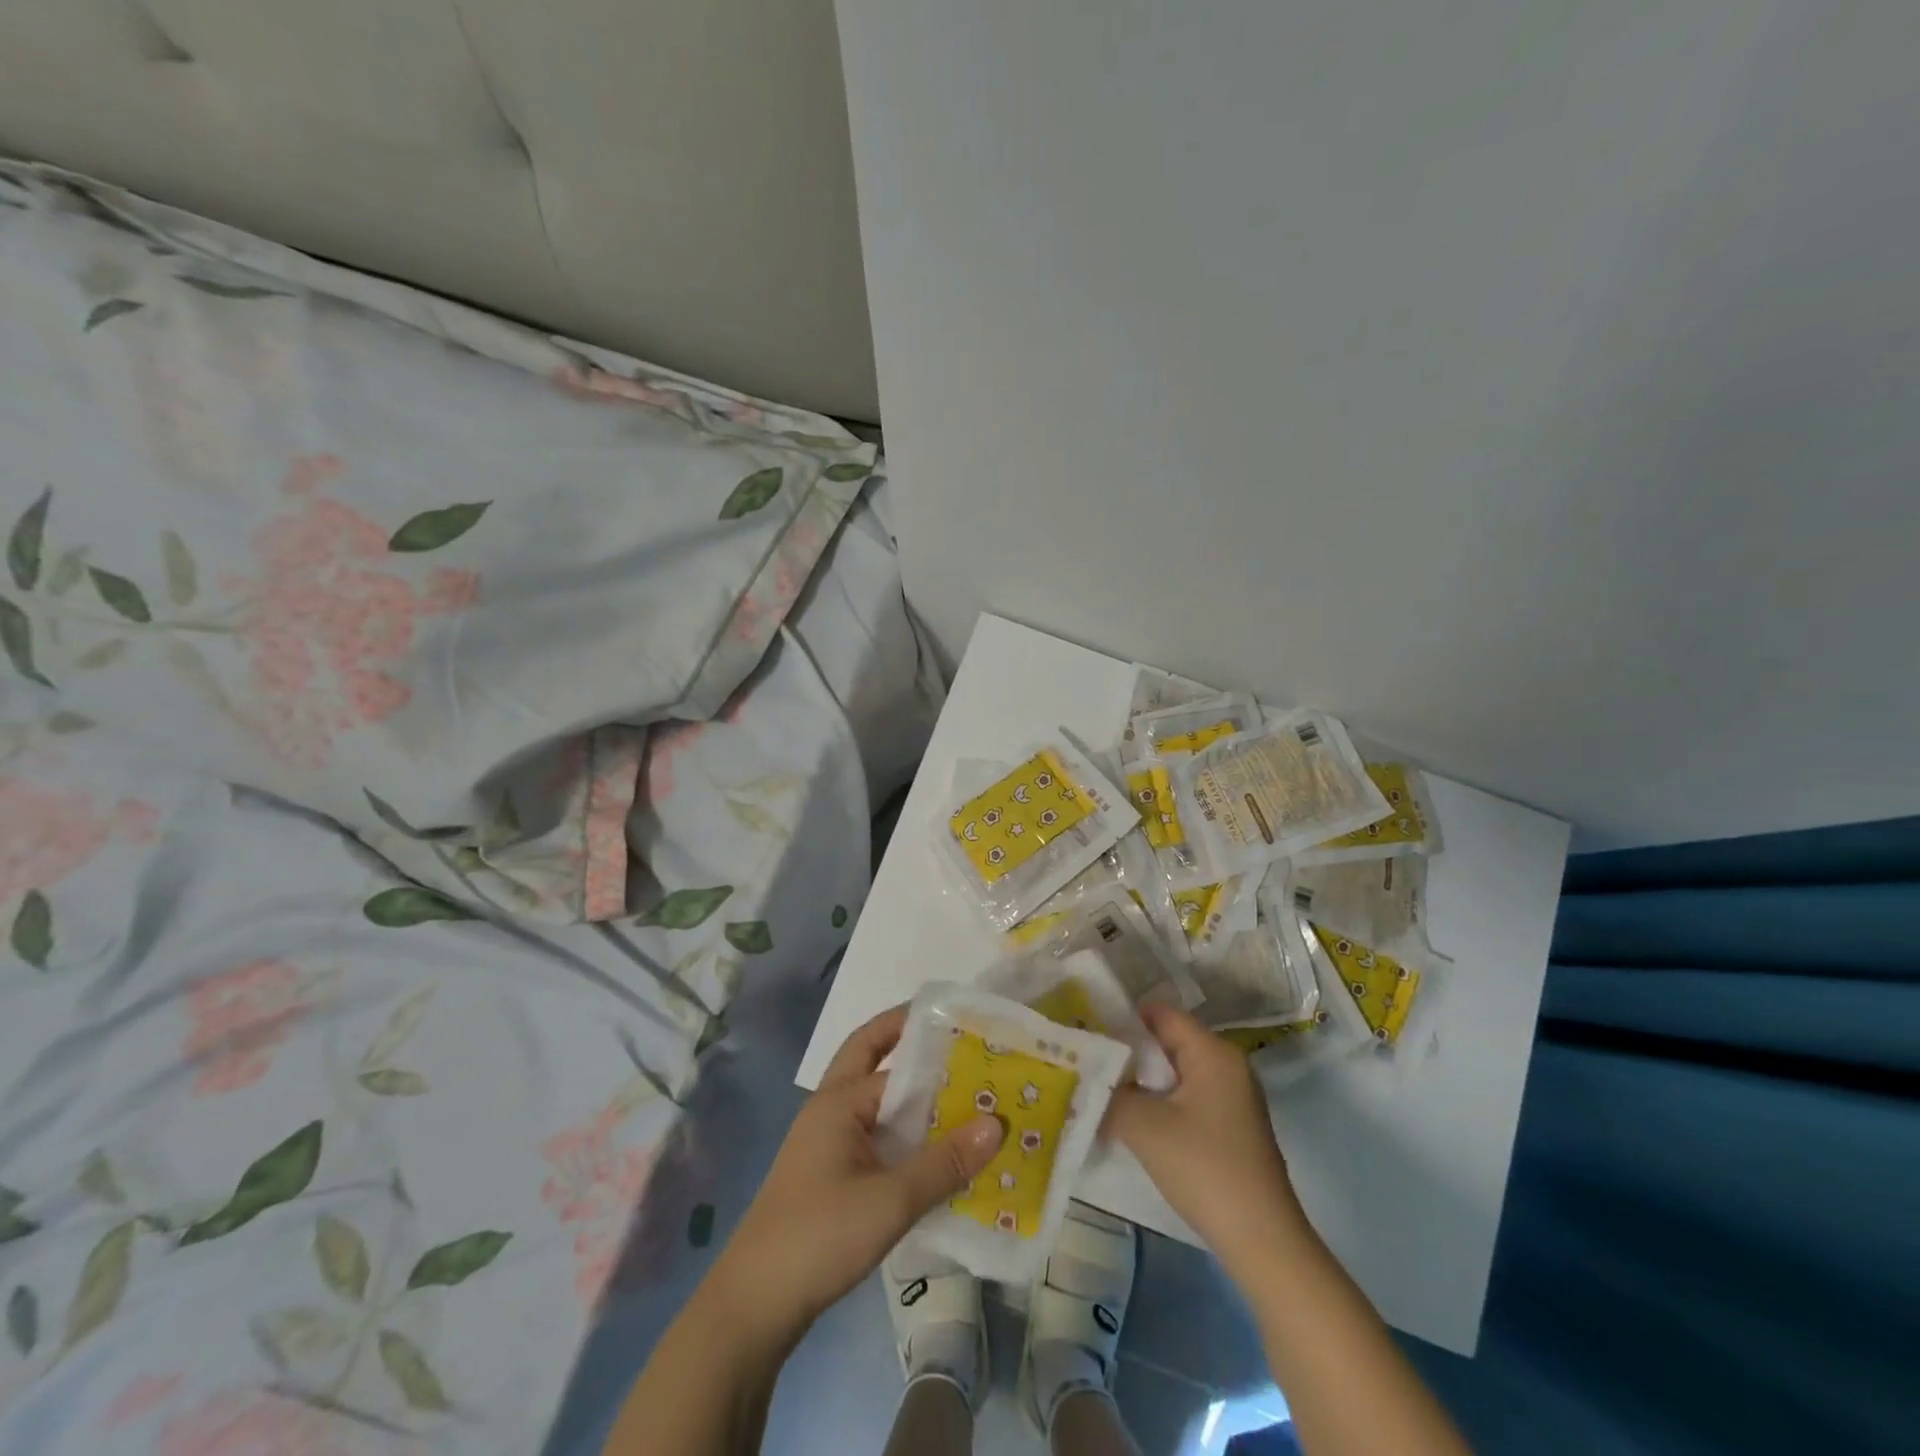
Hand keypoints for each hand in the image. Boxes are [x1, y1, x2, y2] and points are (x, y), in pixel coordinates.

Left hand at [703, 1005, 1004, 1348]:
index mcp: (839, 1101)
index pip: (894, 1058)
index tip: (974, 1036)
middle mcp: (830, 1110)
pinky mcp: (829, 1175)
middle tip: (962, 1048)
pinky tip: (935, 1156)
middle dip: (911, 1047)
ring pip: (876, 1104)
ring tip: (965, 1101)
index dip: (932, 1047)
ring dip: (912, 1098)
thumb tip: (997, 1122)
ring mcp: (826, 1143)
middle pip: (872, 1061)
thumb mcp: (890, 1201)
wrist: (753, 1307)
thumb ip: (944, 1162)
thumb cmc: (819, 1237)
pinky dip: (903, 1135)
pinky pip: (874, 1137)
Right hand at [1106, 1002, 1309, 1276]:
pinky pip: (1188, 1095)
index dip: (1122, 1018)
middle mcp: (1227, 1064)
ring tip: (1103, 1089)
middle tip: (1089, 1061)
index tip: (1088, 1032)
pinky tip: (1135, 1119)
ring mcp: (1233, 1096)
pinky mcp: (1232, 1125)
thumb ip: (1112, 1094)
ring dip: (1143, 1079)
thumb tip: (1090, 1081)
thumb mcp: (1145, 1127)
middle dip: (1129, 1051)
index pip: (1161, 1014)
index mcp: (1213, 1052)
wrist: (1262, 1240)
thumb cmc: (1204, 1169)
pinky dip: (1161, 1100)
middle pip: (1169, 1041)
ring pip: (1177, 1071)